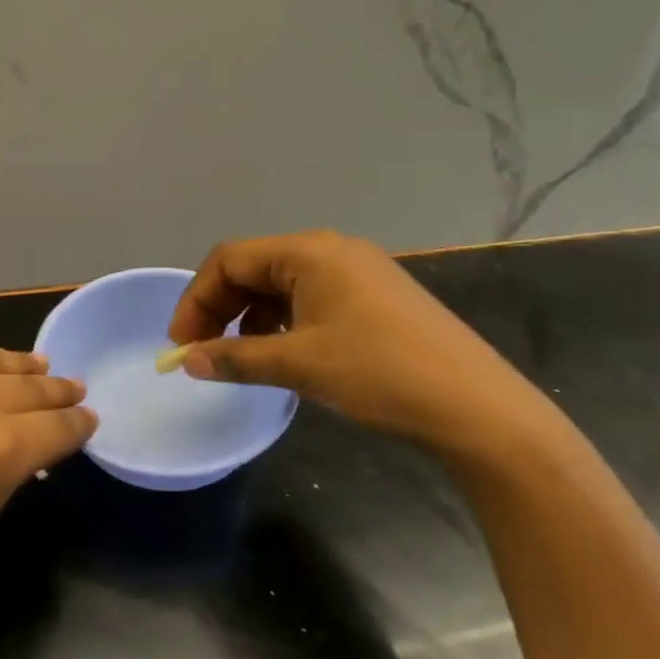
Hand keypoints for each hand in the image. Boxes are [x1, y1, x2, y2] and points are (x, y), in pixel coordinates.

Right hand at [167, 231, 546, 450]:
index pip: (230, 260)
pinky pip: (311, 297)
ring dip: (250, 317)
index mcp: (308, 252)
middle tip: (201, 351)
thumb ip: (235, 358)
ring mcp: (358, 271)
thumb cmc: (380, 373)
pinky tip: (284, 353)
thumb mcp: (300, 365)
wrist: (479, 409)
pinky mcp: (376, 296)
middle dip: (220, 308)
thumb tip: (186, 361)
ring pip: (281, 284)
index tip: (180, 343)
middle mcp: (330, 250)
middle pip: (254, 268)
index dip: (196, 299)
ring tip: (240, 356)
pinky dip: (284, 321)